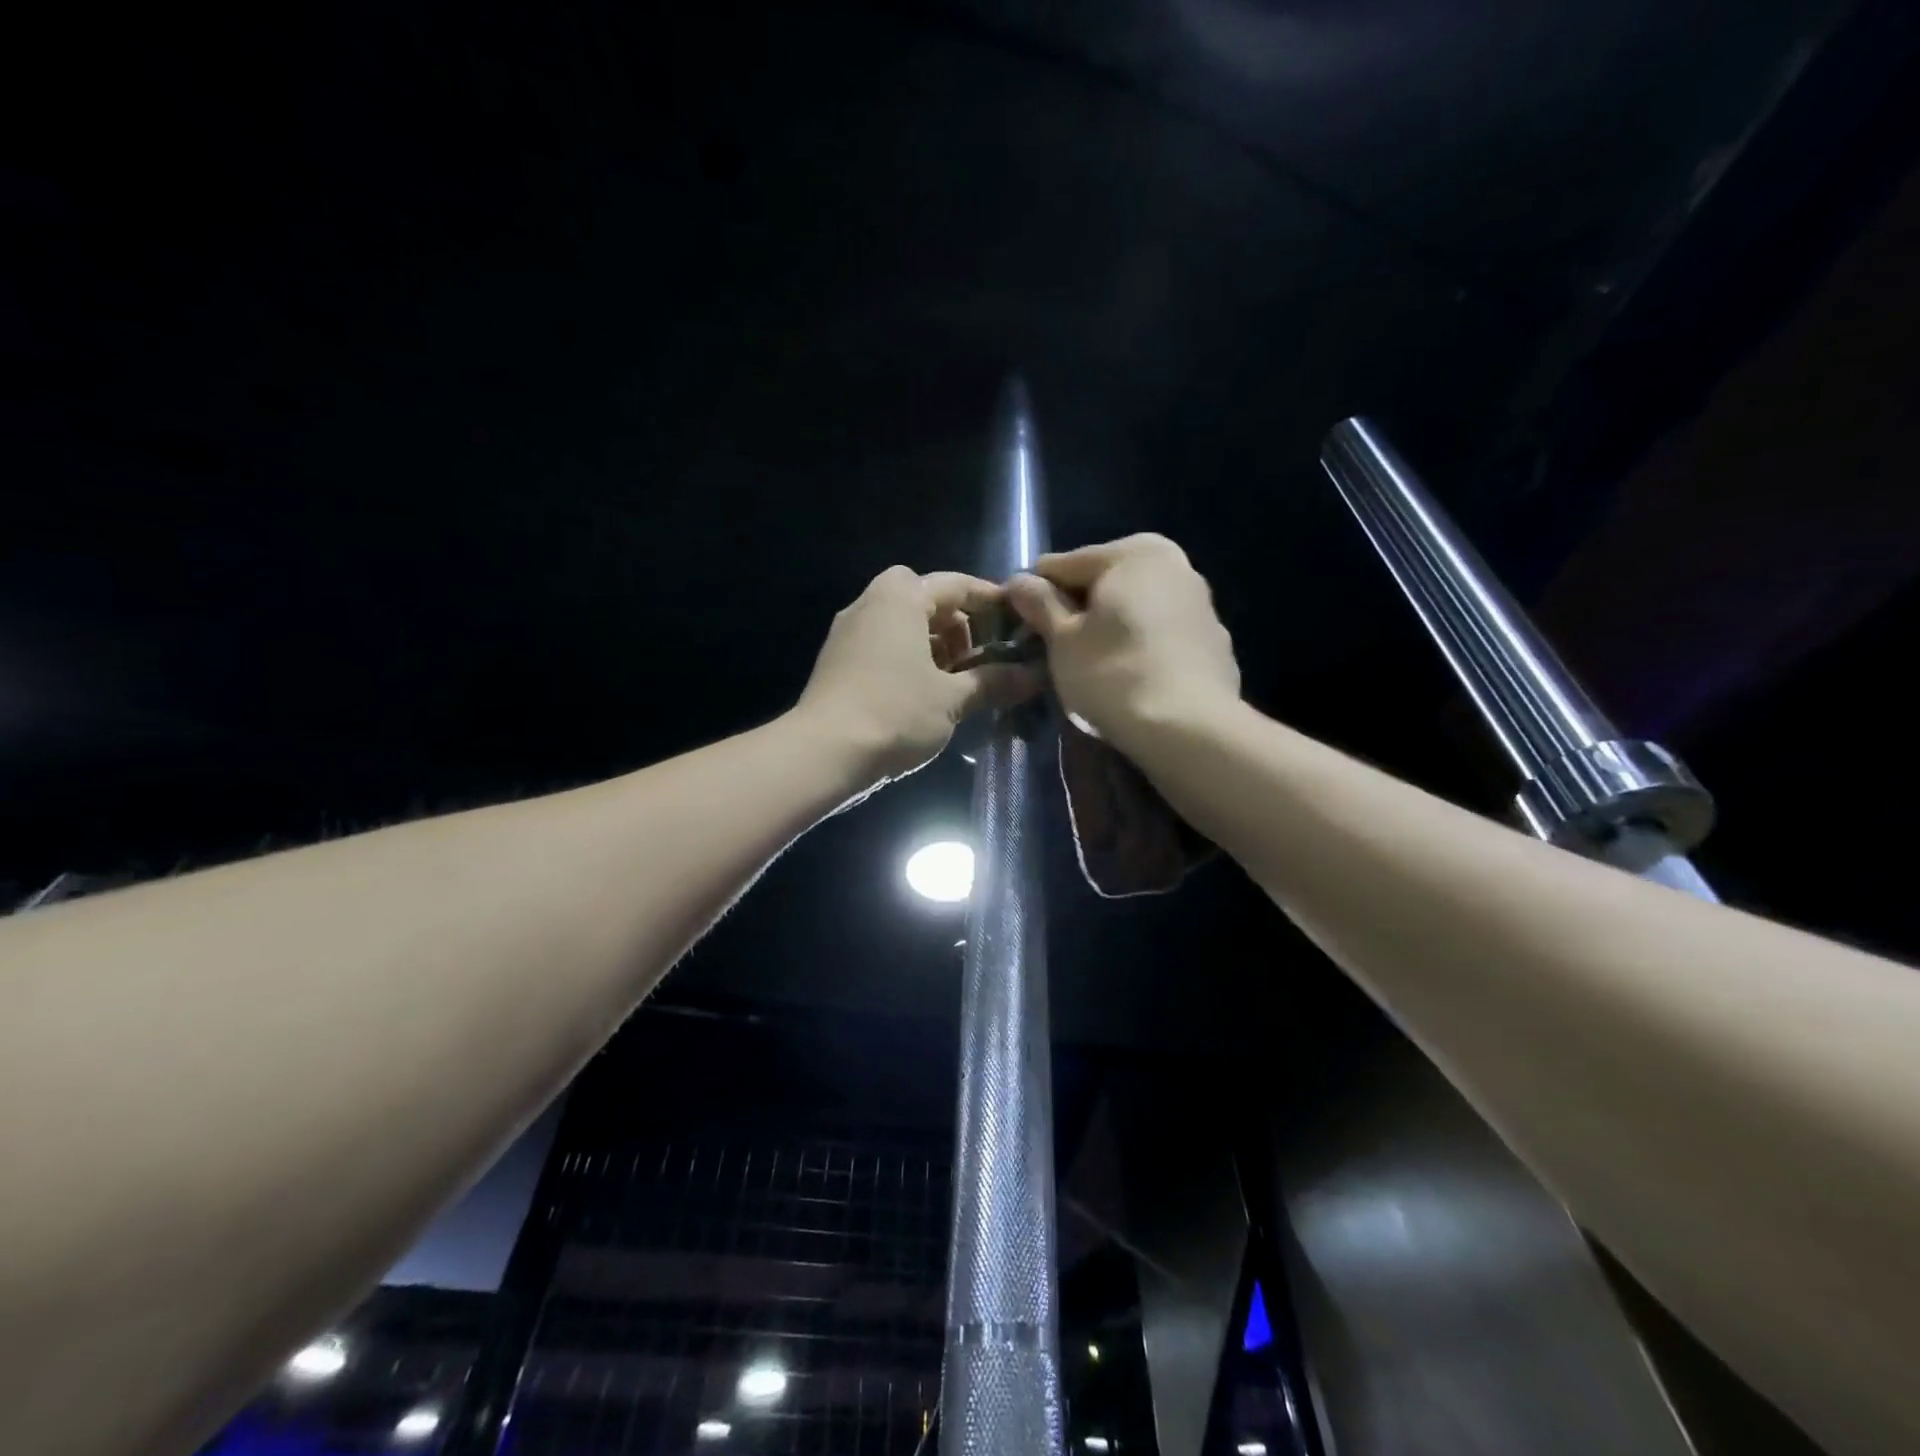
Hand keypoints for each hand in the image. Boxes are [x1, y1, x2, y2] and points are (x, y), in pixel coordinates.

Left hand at [795, 566, 1043, 785]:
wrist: (823, 753)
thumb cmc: (895, 713)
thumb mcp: (952, 699)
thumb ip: (995, 681)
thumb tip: (1034, 676)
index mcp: (900, 598)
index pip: (956, 584)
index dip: (990, 600)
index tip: (1016, 620)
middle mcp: (870, 604)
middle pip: (925, 599)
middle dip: (958, 624)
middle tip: (981, 657)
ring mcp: (848, 632)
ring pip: (902, 623)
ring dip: (933, 644)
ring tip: (956, 680)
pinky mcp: (837, 660)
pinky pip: (882, 645)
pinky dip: (908, 658)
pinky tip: (924, 694)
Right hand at [1007, 534, 1239, 749]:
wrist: (1190, 730)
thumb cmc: (1114, 675)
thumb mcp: (1062, 640)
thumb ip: (1039, 603)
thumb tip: (1019, 581)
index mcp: (1134, 551)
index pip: (1062, 565)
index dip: (1034, 597)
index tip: (1021, 631)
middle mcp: (1175, 564)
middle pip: (1103, 583)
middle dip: (1077, 612)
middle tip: (1056, 653)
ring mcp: (1201, 603)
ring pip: (1135, 609)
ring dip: (1109, 630)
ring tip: (1092, 670)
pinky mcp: (1215, 642)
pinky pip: (1161, 636)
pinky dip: (1141, 648)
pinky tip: (1131, 682)